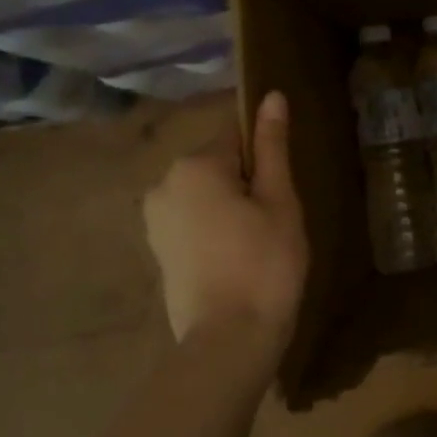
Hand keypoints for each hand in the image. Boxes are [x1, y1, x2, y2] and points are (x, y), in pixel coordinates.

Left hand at [144, 90, 307, 357]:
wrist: (229, 340)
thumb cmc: (265, 263)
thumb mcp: (279, 200)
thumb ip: (272, 146)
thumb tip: (272, 96)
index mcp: (193, 164)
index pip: (236, 135)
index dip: (265, 158)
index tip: (281, 189)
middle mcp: (163, 183)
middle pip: (217, 164)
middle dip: (246, 182)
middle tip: (275, 221)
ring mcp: (155, 219)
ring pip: (204, 194)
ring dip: (230, 207)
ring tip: (257, 244)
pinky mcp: (157, 250)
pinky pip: (192, 221)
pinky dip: (214, 229)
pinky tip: (235, 259)